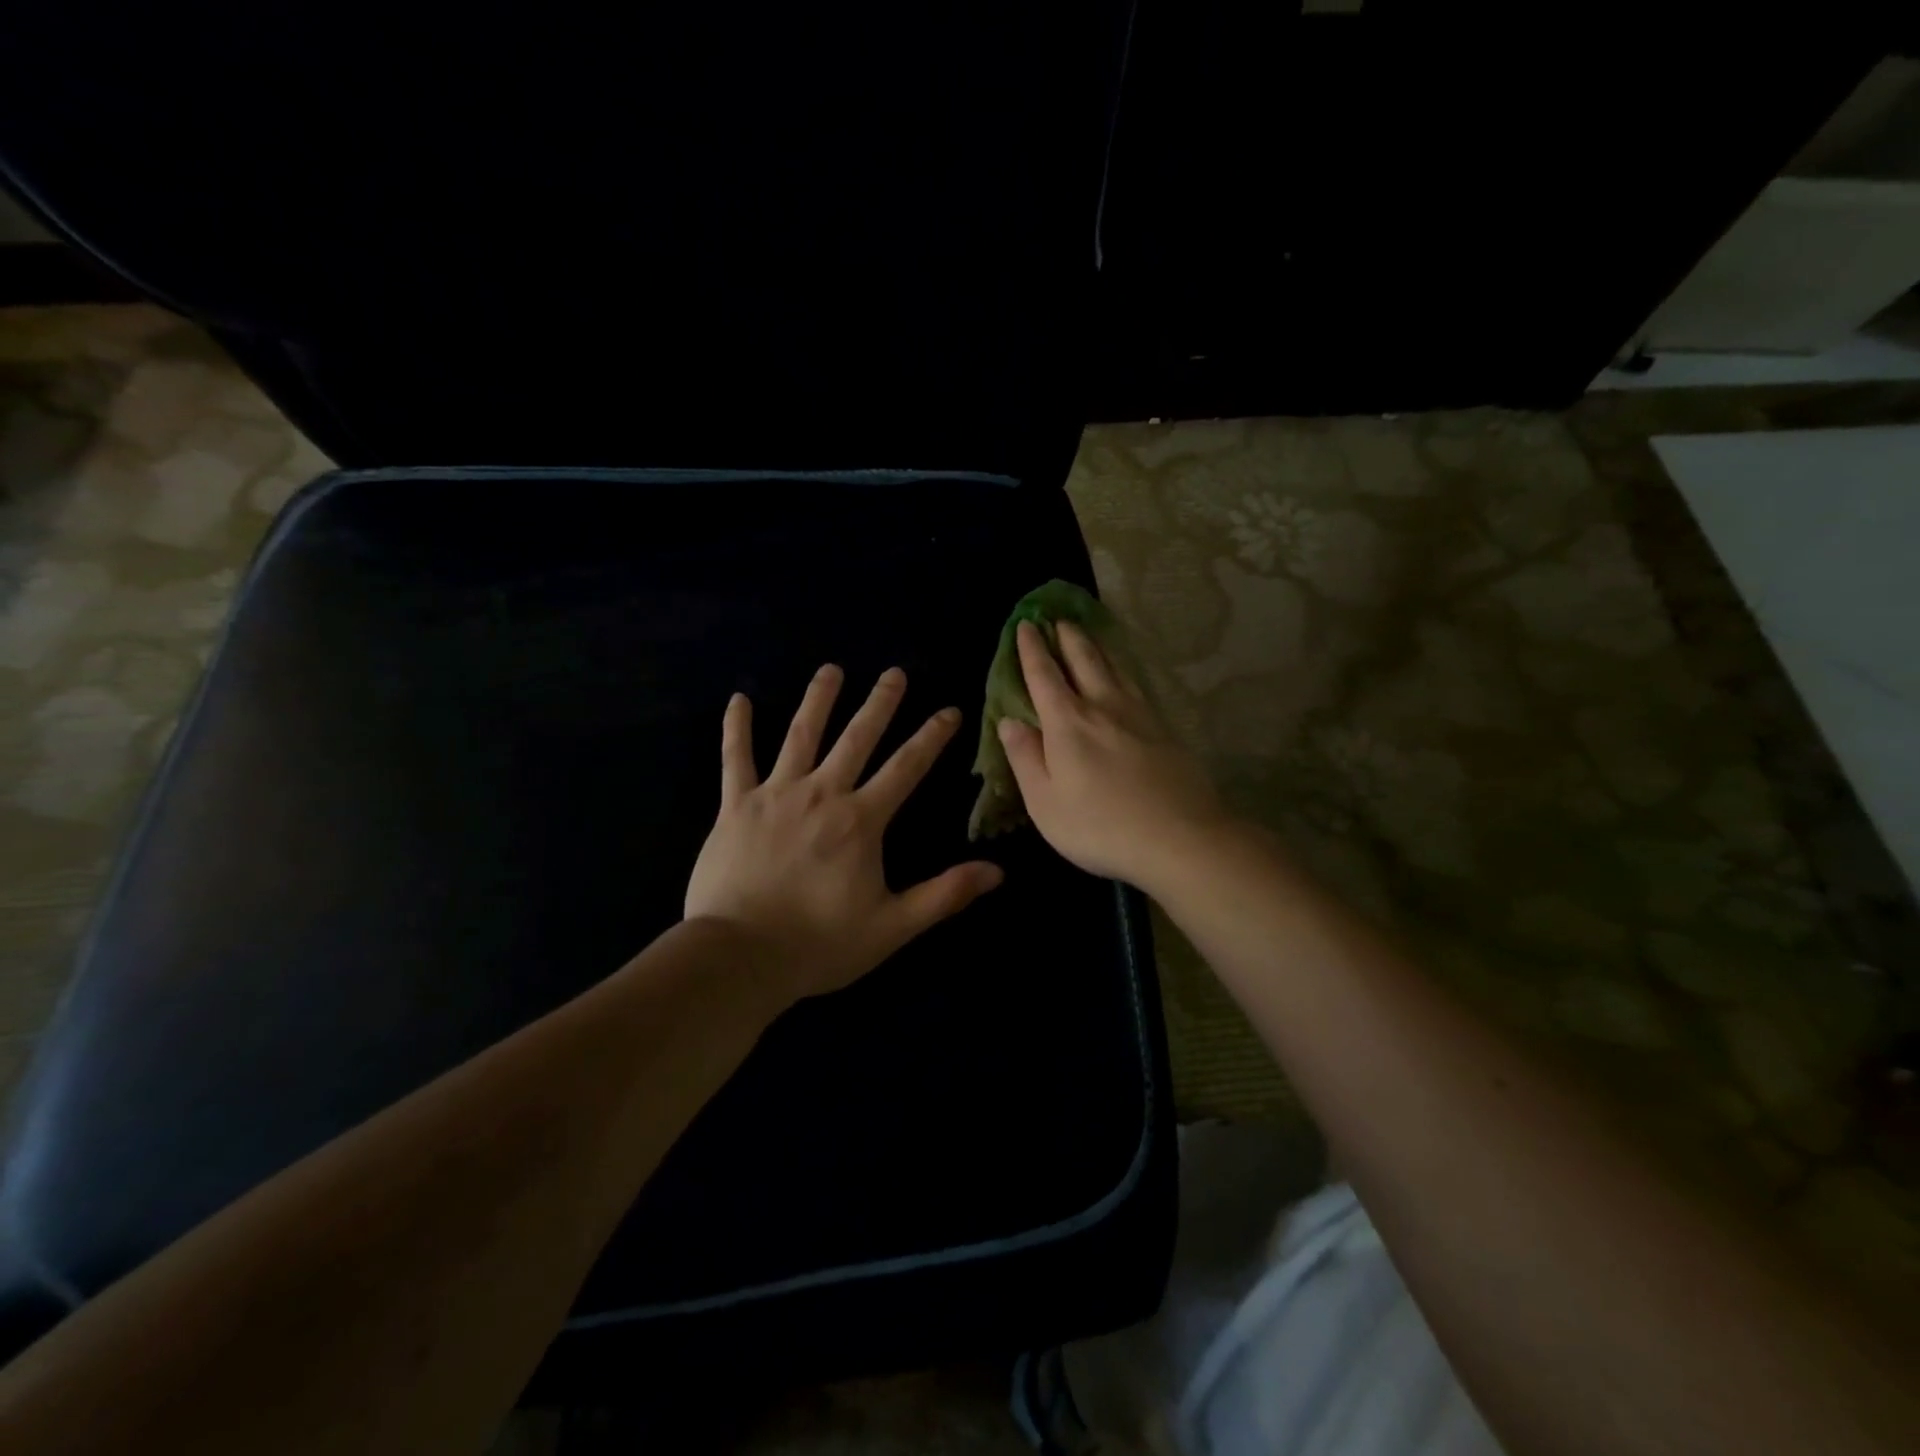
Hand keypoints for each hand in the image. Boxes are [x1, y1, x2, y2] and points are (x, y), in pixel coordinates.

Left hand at [685, 664, 1003, 1000]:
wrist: (739, 956)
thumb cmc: (819, 943)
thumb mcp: (893, 926)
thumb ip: (944, 895)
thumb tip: (997, 871)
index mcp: (860, 820)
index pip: (906, 767)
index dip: (931, 737)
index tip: (948, 710)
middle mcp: (821, 793)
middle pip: (856, 738)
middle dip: (879, 703)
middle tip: (894, 672)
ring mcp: (775, 794)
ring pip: (800, 735)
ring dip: (818, 700)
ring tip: (831, 669)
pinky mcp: (735, 805)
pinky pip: (735, 758)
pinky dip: (736, 728)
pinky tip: (737, 699)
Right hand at [998, 621, 1227, 891]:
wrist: (1180, 838)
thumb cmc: (1099, 826)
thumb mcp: (1044, 801)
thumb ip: (1025, 757)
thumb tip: (1009, 721)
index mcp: (1067, 723)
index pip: (1044, 676)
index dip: (1032, 649)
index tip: (1026, 625)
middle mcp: (1103, 707)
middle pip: (1084, 660)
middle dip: (1067, 637)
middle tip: (1057, 618)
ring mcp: (1139, 715)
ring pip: (1115, 668)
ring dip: (1097, 647)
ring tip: (1088, 635)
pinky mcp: (1164, 729)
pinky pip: (1136, 685)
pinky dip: (1123, 670)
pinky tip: (1125, 676)